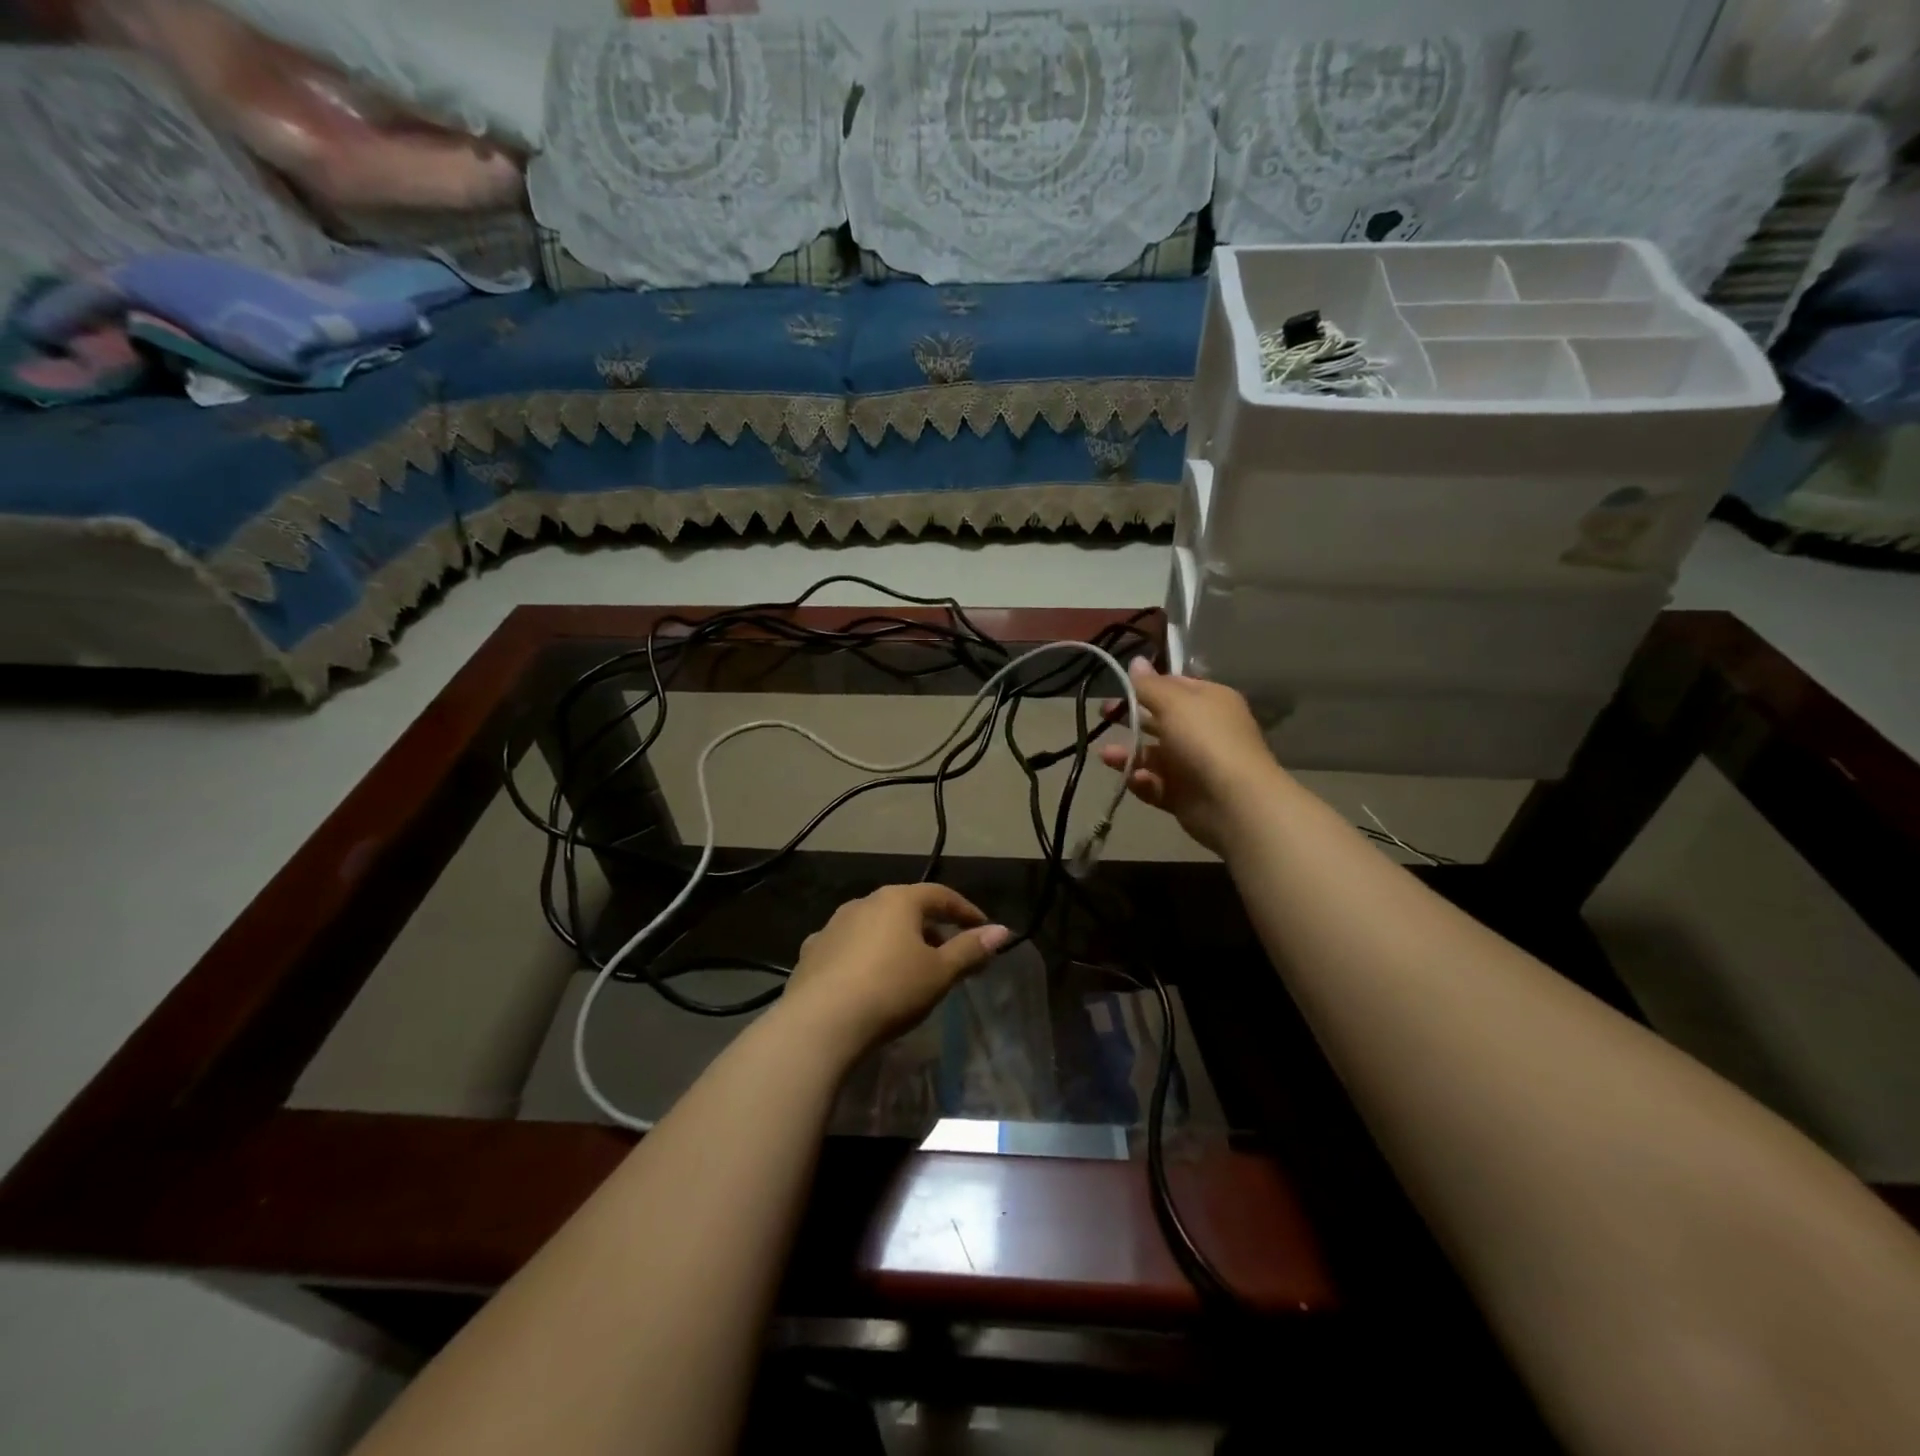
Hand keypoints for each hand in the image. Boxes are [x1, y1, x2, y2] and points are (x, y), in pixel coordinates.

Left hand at [780, 883, 1010, 1059]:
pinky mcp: (812, 951)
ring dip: (897, 940)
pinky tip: (868, 978)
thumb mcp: (939, 973)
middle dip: (931, 928)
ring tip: (910, 967)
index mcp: (898, 900)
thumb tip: (1001, 931)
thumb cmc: (891, 990)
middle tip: (949, 953)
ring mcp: (833, 925)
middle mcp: (864, 902)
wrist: (820, 1022)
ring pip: (875, 925)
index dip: (965, 911)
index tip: (983, 929)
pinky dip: (866, 956)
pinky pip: (849, 946)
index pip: (940, 895)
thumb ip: (970, 950)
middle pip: (906, 908)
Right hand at [1101, 657, 1281, 854]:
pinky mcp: (1184, 796)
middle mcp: (1203, 731)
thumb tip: (1135, 661)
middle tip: (1102, 715)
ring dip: (1129, 754)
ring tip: (1106, 756)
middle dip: (1131, 719)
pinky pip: (1156, 785)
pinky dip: (1143, 782)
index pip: (1175, 686)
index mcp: (1210, 701)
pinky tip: (1134, 779)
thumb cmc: (1205, 740)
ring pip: (1154, 756)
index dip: (1147, 685)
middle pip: (1160, 721)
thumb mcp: (1174, 703)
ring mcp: (1194, 765)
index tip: (1118, 687)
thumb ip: (1150, 685)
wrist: (1234, 802)